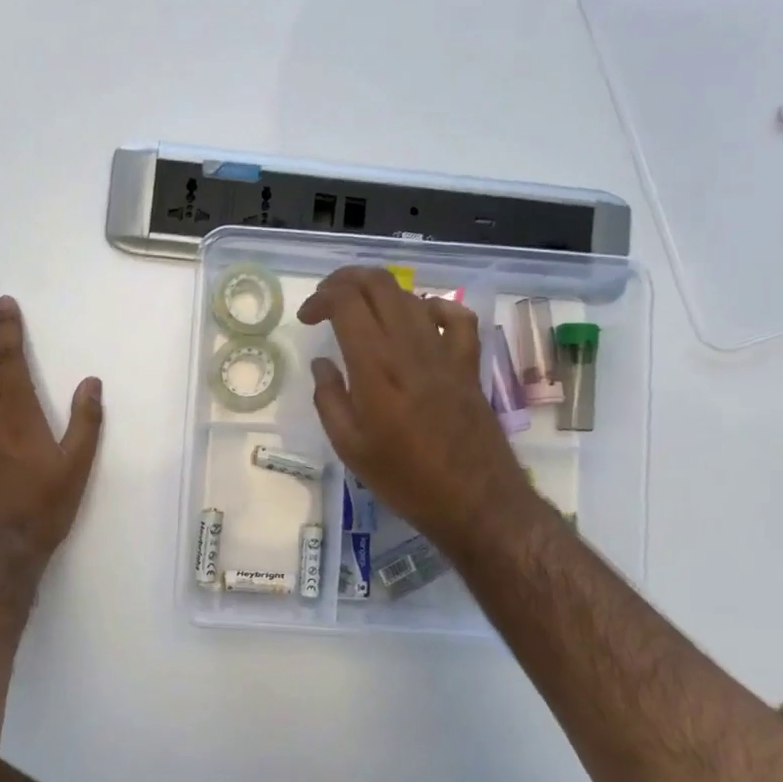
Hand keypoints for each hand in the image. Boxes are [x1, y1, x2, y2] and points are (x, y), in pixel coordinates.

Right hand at [298, 267, 534, 559]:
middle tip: (327, 301)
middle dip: (346, 280)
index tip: (307, 318)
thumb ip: (330, 399)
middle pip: (379, 284)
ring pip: (411, 295)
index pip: (346, 301)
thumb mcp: (350, 447)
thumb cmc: (405, 479)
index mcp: (375, 365)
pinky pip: (456, 316)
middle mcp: (410, 346)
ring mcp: (445, 351)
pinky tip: (419, 320)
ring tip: (361, 314)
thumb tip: (322, 364)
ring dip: (379, 293)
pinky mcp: (468, 363)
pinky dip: (432, 307)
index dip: (321, 297)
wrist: (475, 500)